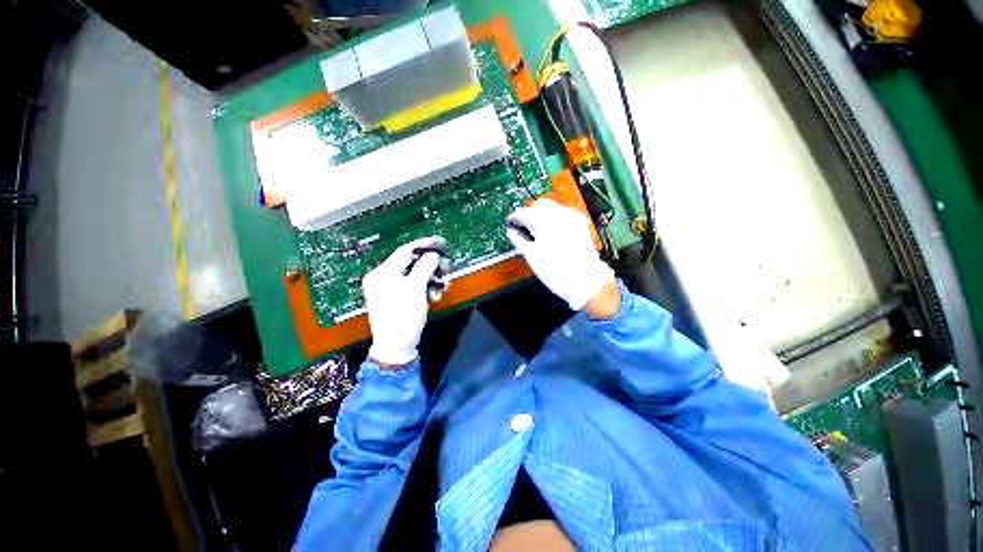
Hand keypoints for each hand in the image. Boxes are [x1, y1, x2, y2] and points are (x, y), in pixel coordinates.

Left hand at [363, 236, 447, 367]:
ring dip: (431, 279)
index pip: (406, 251)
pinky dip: (425, 288)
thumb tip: (433, 255)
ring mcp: (388, 288)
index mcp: (382, 273)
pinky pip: (413, 286)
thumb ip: (425, 268)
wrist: (396, 347)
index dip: (425, 245)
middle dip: (432, 266)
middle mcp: (383, 277)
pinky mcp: (396, 298)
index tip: (442, 243)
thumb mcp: (416, 290)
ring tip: (442, 287)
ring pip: (415, 275)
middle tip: (448, 268)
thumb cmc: (404, 317)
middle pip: (411, 263)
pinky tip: (435, 296)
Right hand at [506, 199, 615, 312]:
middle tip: (523, 228)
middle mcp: (560, 213)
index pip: (524, 212)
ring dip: (541, 216)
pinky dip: (553, 220)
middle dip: (529, 214)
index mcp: (546, 220)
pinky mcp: (579, 223)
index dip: (514, 218)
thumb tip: (512, 230)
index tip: (511, 224)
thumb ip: (518, 239)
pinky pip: (562, 214)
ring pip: (551, 207)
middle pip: (539, 205)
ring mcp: (572, 217)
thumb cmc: (556, 270)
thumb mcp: (531, 255)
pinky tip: (550, 233)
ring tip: (537, 232)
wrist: (584, 280)